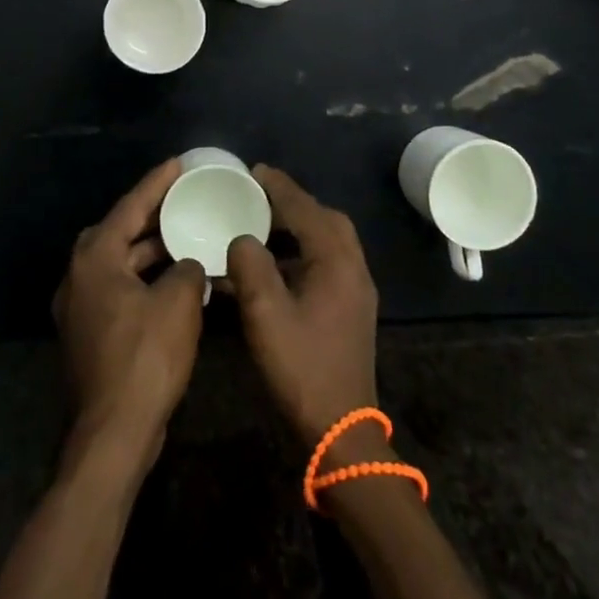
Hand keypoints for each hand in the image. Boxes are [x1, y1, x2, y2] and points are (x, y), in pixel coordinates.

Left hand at [53, 158, 207, 481]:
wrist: (112, 434)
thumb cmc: (144, 359)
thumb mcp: (178, 303)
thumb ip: (187, 269)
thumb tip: (187, 265)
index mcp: (95, 257)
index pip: (130, 207)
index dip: (157, 183)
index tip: (179, 163)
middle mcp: (79, 275)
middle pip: (118, 231)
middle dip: (150, 215)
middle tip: (181, 200)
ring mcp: (79, 306)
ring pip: (118, 262)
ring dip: (149, 251)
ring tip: (184, 236)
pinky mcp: (88, 333)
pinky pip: (118, 288)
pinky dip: (143, 278)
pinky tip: (173, 282)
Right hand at [224, 165, 379, 446]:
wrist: (340, 428)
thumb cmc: (302, 367)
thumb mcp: (265, 314)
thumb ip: (250, 266)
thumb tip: (242, 239)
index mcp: (336, 261)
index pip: (305, 209)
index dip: (279, 187)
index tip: (255, 170)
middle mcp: (353, 267)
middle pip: (325, 219)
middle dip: (293, 202)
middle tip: (260, 195)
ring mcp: (355, 289)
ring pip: (329, 240)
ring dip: (299, 226)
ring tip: (263, 223)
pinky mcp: (350, 308)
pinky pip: (327, 261)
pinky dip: (302, 250)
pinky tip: (275, 264)